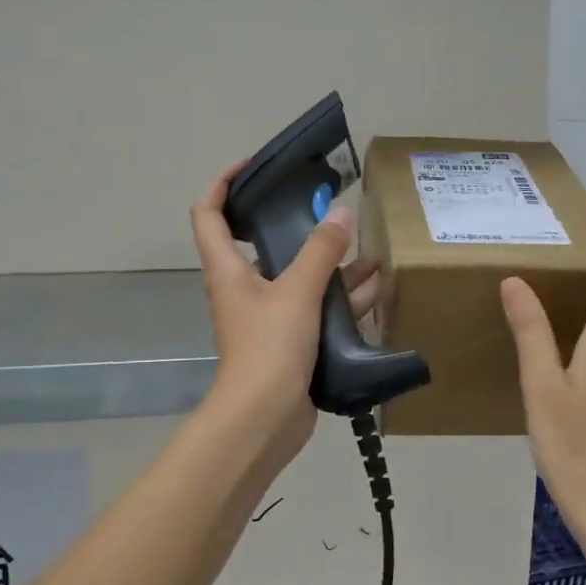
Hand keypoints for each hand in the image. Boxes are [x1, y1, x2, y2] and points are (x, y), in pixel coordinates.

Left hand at [189, 163, 381, 480]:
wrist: (264, 420)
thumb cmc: (268, 348)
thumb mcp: (296, 292)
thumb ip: (321, 251)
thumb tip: (341, 213)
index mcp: (228, 269)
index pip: (209, 213)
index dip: (224, 182)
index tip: (254, 164)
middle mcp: (243, 288)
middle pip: (262, 243)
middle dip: (295, 224)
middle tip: (328, 206)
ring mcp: (267, 316)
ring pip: (298, 277)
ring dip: (329, 263)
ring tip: (367, 248)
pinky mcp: (290, 340)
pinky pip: (316, 308)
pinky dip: (341, 297)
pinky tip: (376, 287)